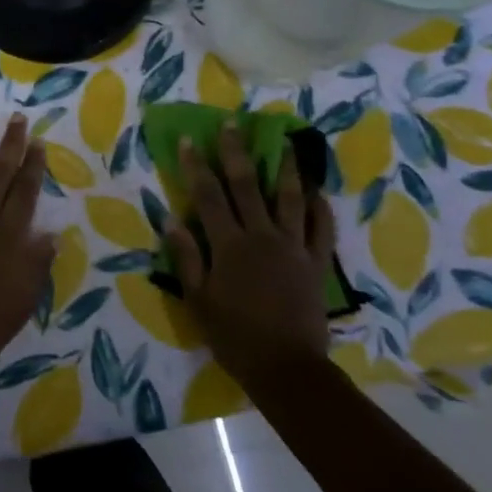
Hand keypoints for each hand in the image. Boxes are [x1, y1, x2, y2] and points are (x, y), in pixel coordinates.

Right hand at [168, 123, 336, 386]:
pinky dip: (320, 207)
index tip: (190, 140)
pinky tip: (317, 191)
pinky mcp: (316, 262)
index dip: (197, 166)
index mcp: (229, 245)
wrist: (285, 366)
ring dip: (286, 168)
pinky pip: (321, 229)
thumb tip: (170, 218)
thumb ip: (186, 257)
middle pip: (247, 186)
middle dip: (237, 152)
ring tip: (285, 142)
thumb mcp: (197, 300)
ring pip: (290, 198)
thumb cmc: (233, 335)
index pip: (208, 196)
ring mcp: (293, 247)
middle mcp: (261, 236)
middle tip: (233, 125)